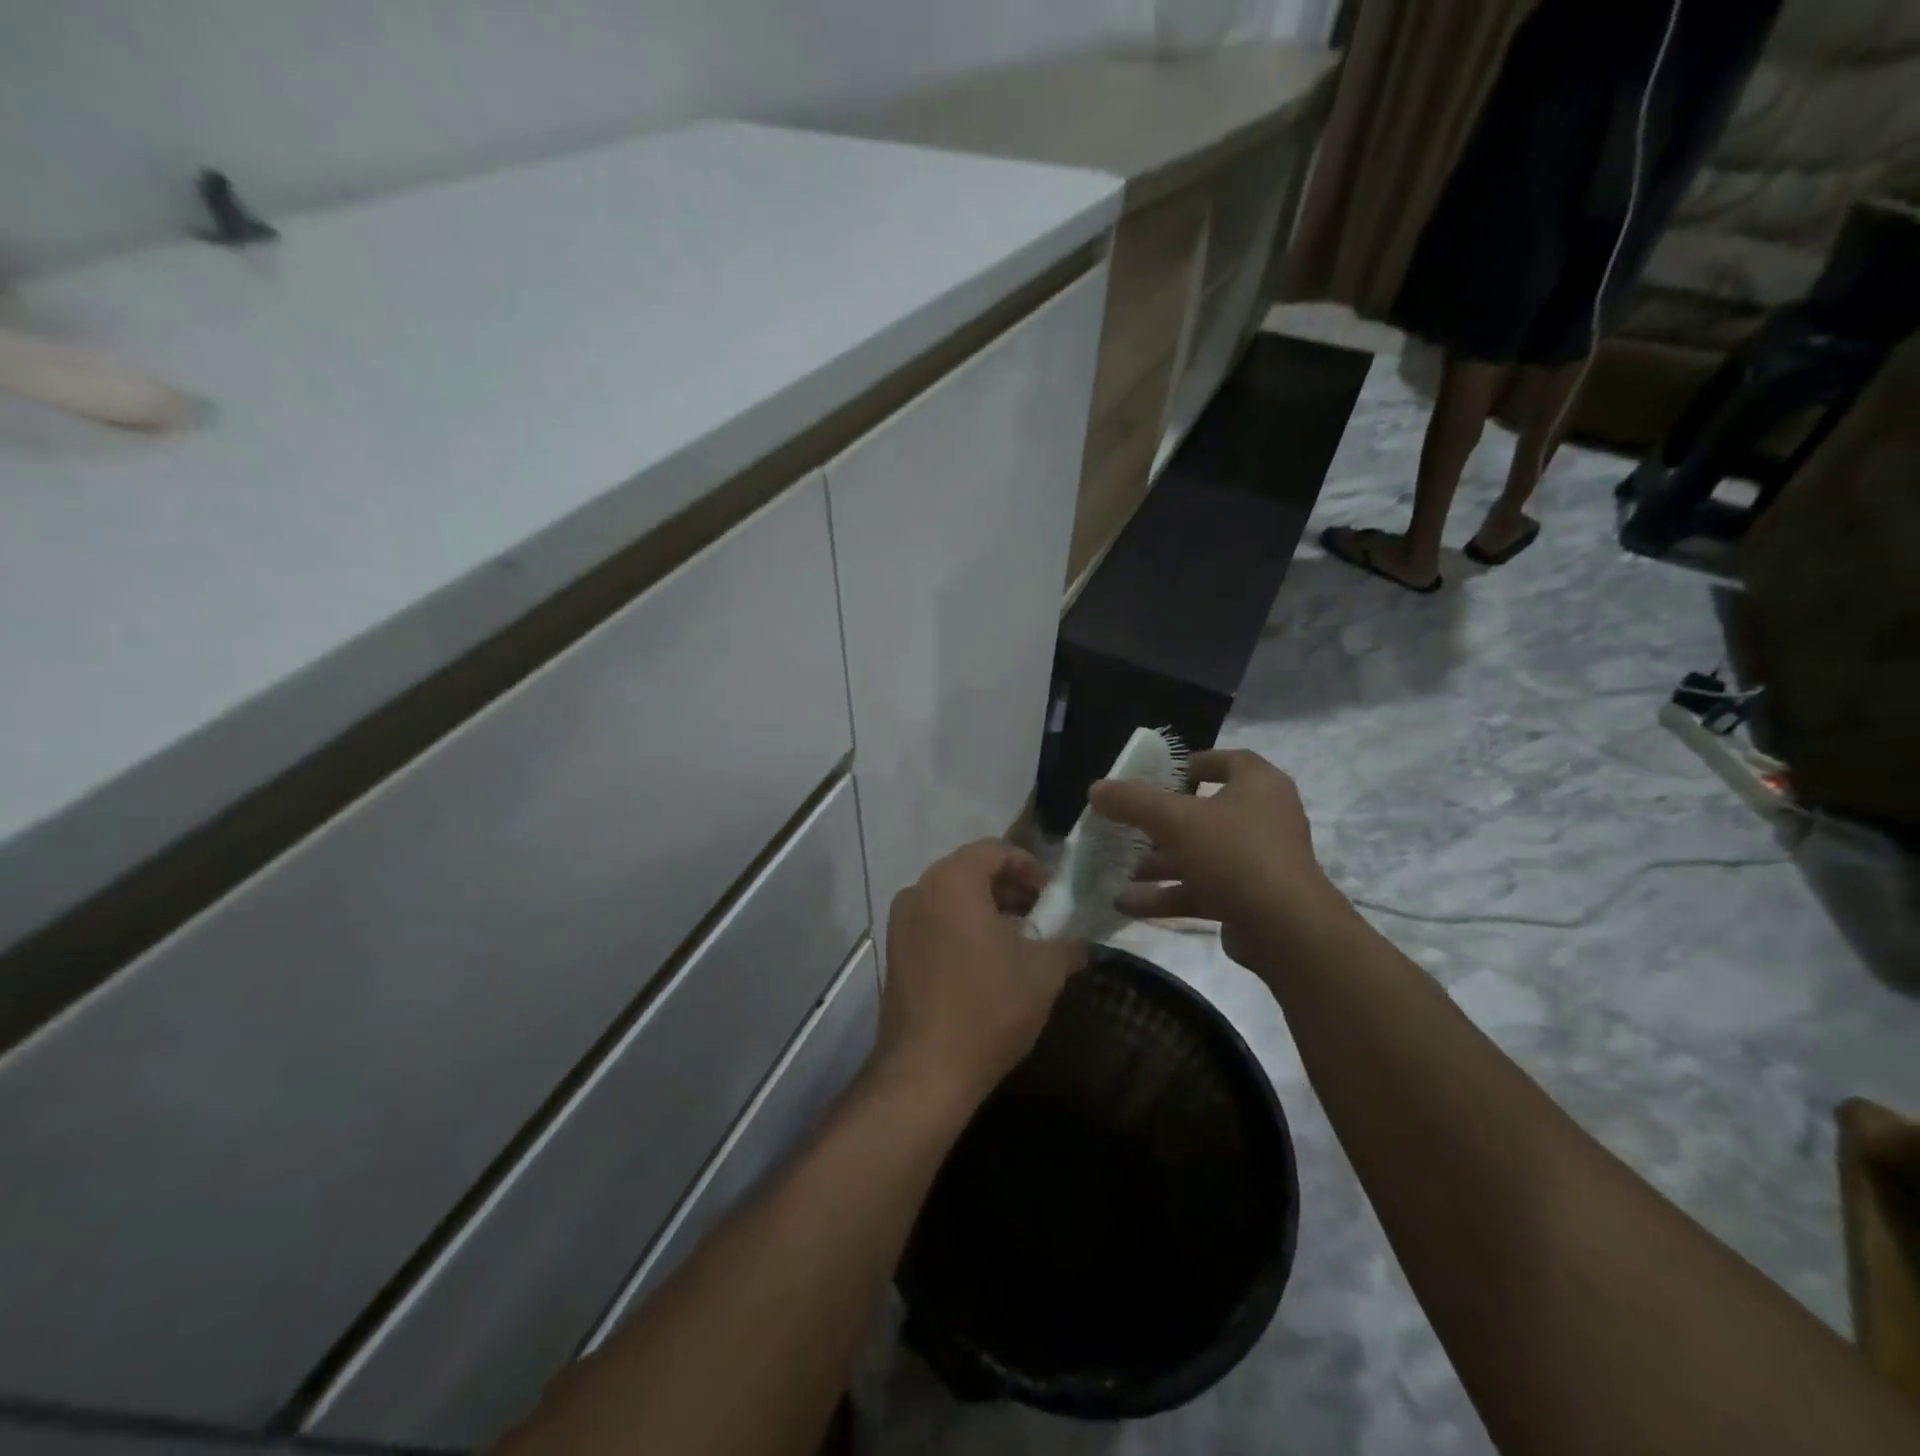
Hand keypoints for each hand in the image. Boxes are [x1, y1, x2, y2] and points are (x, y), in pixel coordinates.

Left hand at [876, 841, 1086, 1110]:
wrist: (925, 1072)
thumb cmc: (988, 1008)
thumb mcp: (1044, 972)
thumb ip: (1067, 944)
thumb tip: (1081, 941)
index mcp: (951, 882)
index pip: (995, 850)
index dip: (1030, 866)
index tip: (1054, 895)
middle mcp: (919, 891)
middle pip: (971, 872)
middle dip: (1011, 889)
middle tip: (1043, 916)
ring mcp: (901, 922)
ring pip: (952, 899)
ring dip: (988, 910)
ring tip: (1021, 941)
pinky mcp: (895, 952)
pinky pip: (935, 923)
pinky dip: (964, 928)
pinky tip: (989, 963)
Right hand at [1088, 748, 1350, 971]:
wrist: (1285, 930)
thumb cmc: (1233, 854)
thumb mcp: (1174, 820)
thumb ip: (1133, 802)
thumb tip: (1096, 789)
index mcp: (1259, 786)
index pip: (1231, 761)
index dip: (1198, 762)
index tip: (1165, 773)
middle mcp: (1264, 819)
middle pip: (1207, 813)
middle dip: (1163, 822)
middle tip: (1129, 825)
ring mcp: (1259, 862)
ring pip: (1201, 855)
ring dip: (1160, 863)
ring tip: (1118, 870)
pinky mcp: (1251, 900)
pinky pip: (1202, 890)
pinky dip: (1167, 894)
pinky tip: (1126, 903)